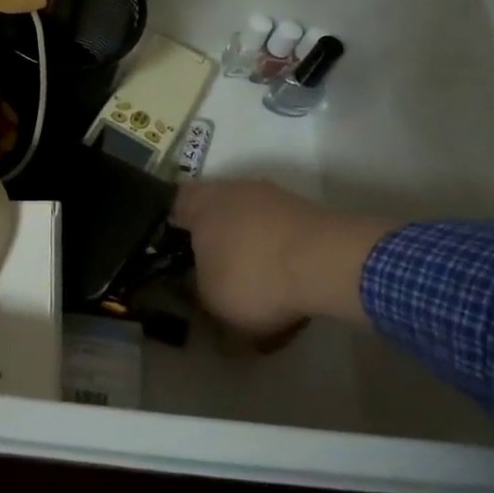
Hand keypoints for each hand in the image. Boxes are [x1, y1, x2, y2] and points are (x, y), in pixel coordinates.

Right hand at [172, 179, 401, 339]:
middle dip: (208, 239)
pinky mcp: (301, 209)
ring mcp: (268, 195)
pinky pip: (275, 230)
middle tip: (207, 271)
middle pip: (209, 211)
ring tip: (249, 281)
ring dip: (244, 245)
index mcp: (198, 203)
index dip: (164, 231)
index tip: (166, 255)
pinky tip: (282, 279)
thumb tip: (195, 299)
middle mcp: (229, 189)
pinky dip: (274, 251)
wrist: (329, 262)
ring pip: (244, 219)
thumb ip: (196, 299)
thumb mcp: (212, 303)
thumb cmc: (254, 277)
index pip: (168, 208)